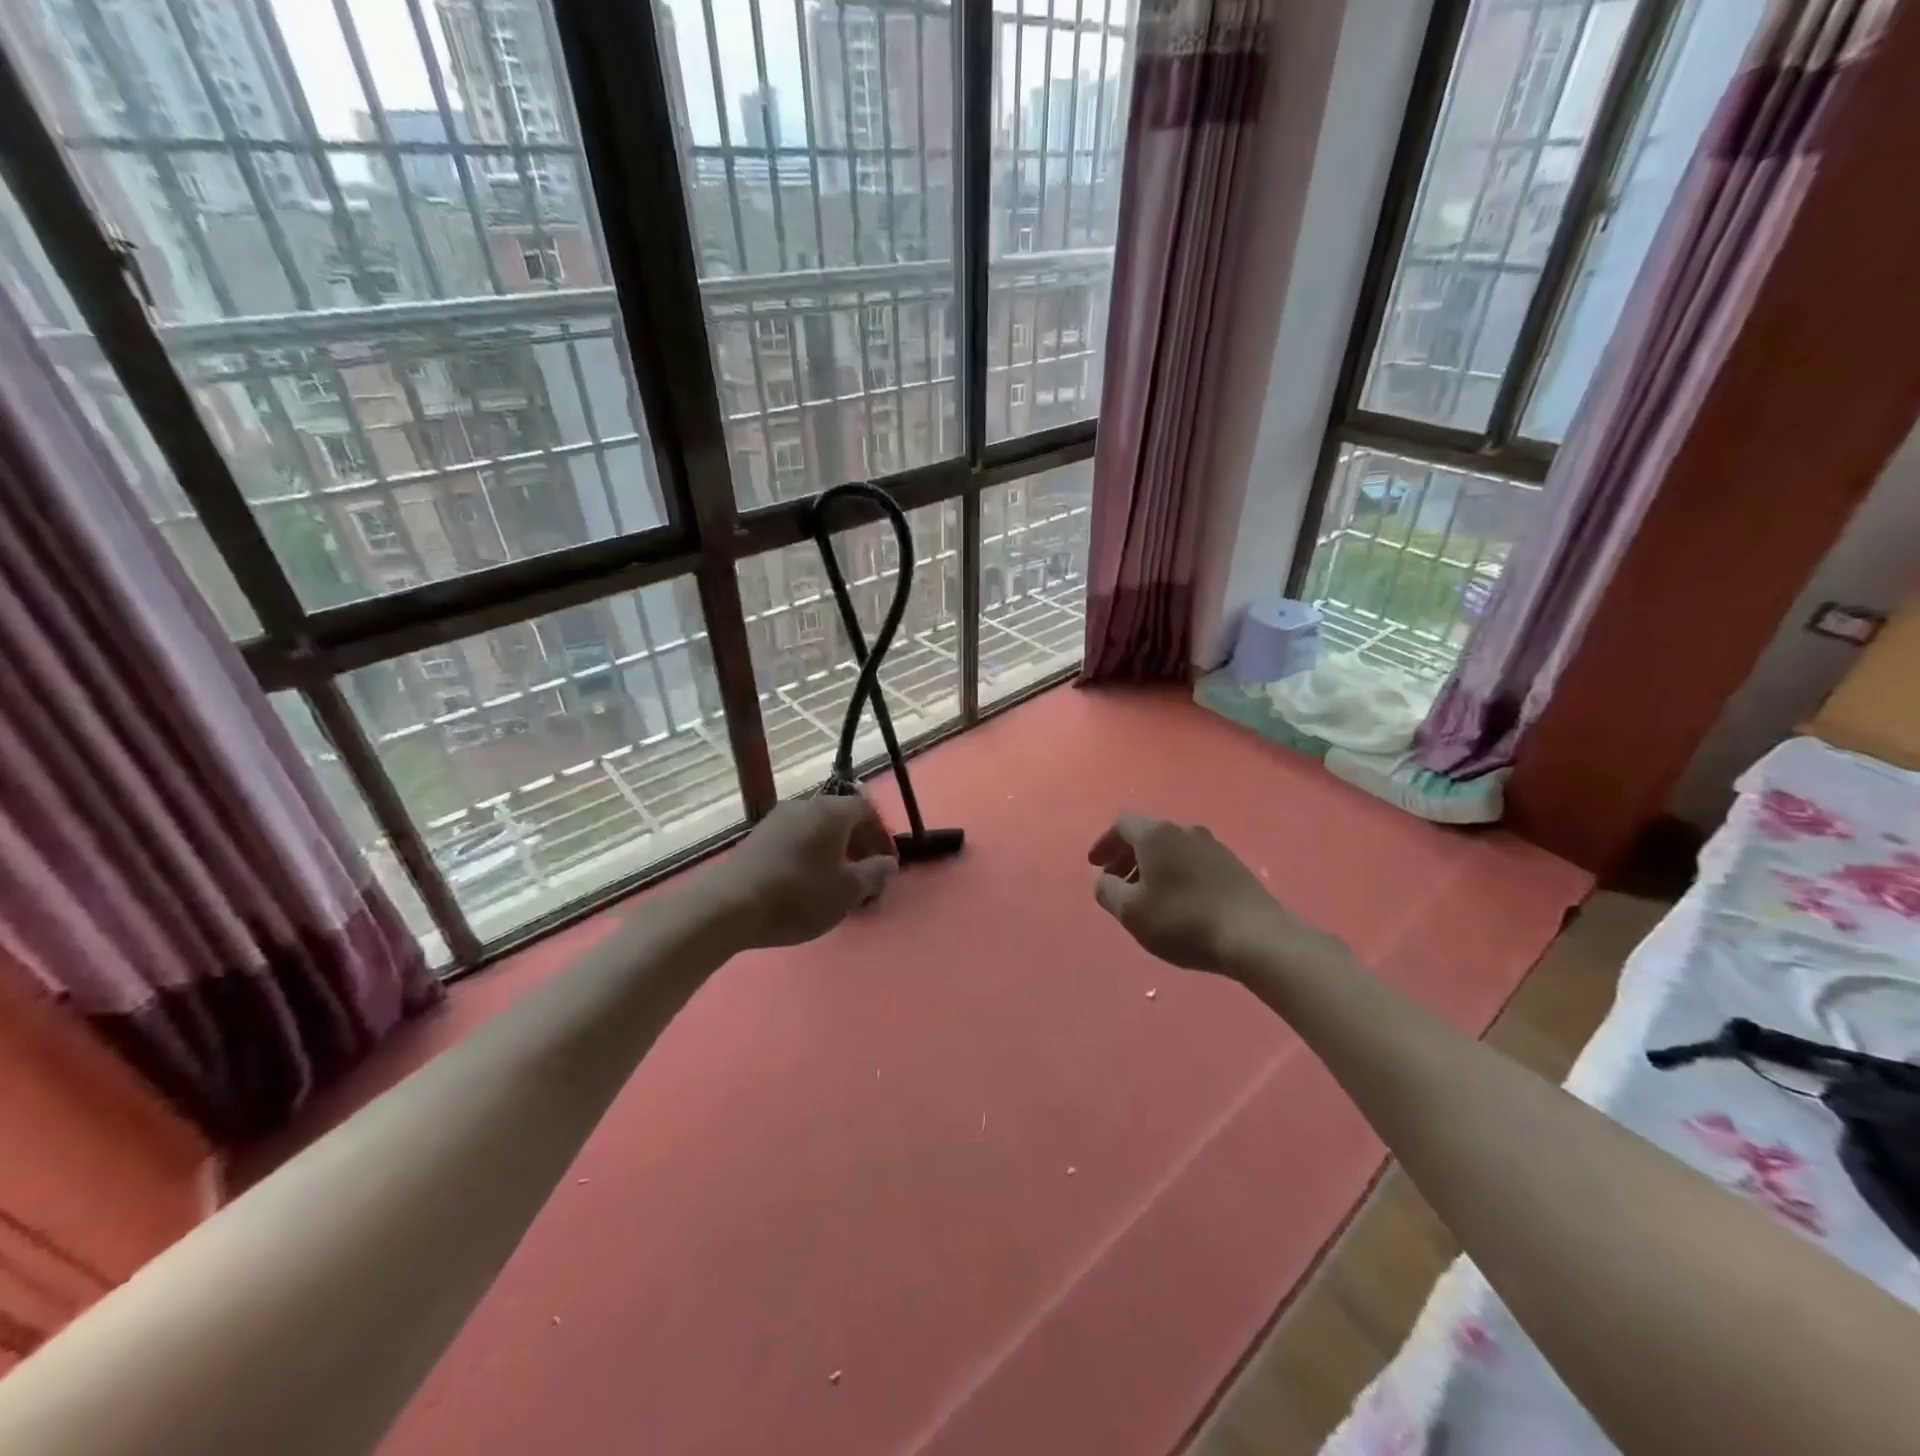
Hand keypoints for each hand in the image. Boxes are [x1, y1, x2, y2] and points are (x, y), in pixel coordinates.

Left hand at [706, 793, 897, 949]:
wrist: (729, 907)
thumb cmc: (798, 895)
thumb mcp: (847, 891)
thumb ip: (874, 874)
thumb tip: (888, 863)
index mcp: (831, 812)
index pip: (866, 810)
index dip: (880, 835)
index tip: (886, 865)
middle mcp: (804, 806)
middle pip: (840, 817)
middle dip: (858, 844)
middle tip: (865, 875)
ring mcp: (777, 820)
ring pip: (816, 829)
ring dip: (833, 851)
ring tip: (836, 882)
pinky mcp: (757, 838)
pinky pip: (795, 839)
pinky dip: (809, 855)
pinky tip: (806, 883)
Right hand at [1087, 814, 1290, 972]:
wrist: (1254, 935)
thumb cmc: (1182, 920)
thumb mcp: (1131, 912)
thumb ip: (1107, 892)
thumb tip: (1103, 880)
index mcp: (1156, 834)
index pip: (1121, 824)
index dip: (1104, 843)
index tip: (1095, 865)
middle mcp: (1184, 830)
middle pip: (1147, 834)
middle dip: (1126, 855)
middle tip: (1116, 881)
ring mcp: (1212, 845)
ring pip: (1170, 847)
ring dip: (1151, 865)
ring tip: (1145, 894)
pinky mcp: (1232, 864)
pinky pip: (1191, 859)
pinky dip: (1174, 871)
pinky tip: (1176, 899)